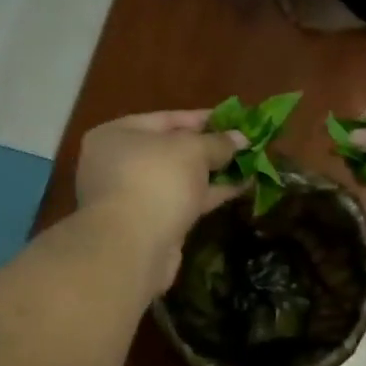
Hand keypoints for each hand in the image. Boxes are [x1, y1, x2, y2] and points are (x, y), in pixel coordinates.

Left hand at [75, 110, 247, 291]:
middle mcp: (118, 163)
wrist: (133, 246)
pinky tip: (240, 187)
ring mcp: (133, 196)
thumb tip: (241, 138)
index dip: (202, 118)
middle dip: (209, 148)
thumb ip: (218, 142)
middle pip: (171, 149)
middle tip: (242, 143)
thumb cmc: (156, 180)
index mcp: (116, 135)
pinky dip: (209, 194)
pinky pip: (183, 201)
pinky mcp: (150, 224)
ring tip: (249, 164)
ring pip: (179, 178)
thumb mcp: (192, 150)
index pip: (165, 119)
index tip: (233, 119)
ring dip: (212, 172)